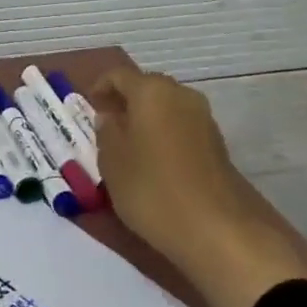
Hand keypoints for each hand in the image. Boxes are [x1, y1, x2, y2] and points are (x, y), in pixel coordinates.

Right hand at [93, 64, 306, 306]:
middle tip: (106, 127)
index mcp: (151, 91)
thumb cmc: (152, 189)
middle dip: (125, 103)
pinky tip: (154, 164)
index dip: (100, 87)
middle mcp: (181, 95)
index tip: (88, 107)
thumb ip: (106, 132)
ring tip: (128, 148)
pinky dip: (164, 136)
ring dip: (146, 121)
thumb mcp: (112, 162)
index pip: (119, 75)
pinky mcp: (217, 145)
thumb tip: (110, 117)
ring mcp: (204, 119)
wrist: (218, 230)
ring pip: (166, 109)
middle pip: (146, 88)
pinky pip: (181, 128)